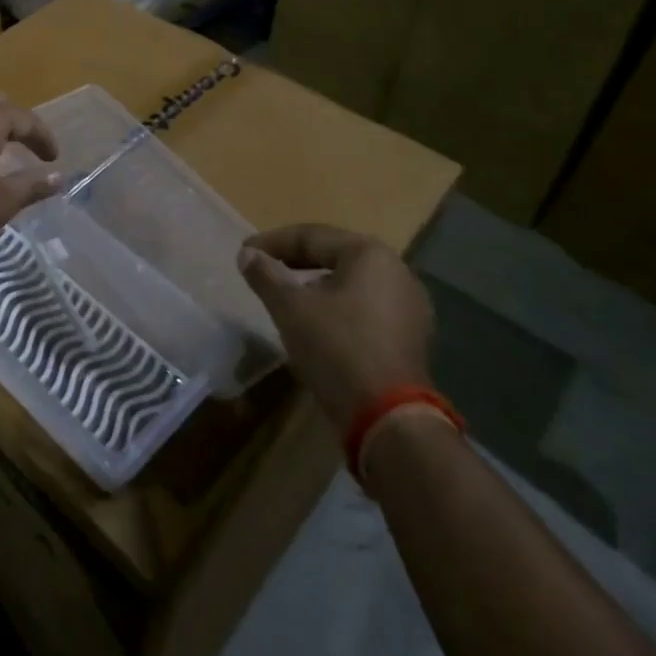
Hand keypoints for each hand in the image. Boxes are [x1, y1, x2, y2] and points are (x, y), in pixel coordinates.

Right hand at [238, 224, 433, 432]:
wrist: (389, 419)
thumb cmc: (336, 348)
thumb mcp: (290, 307)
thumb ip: (266, 275)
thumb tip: (248, 254)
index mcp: (370, 255)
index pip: (311, 236)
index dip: (272, 242)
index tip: (244, 253)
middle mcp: (397, 271)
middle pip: (334, 255)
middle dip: (296, 261)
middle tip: (264, 268)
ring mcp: (410, 306)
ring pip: (351, 282)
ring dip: (317, 284)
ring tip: (287, 295)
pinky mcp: (411, 336)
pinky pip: (365, 307)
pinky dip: (338, 306)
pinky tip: (318, 322)